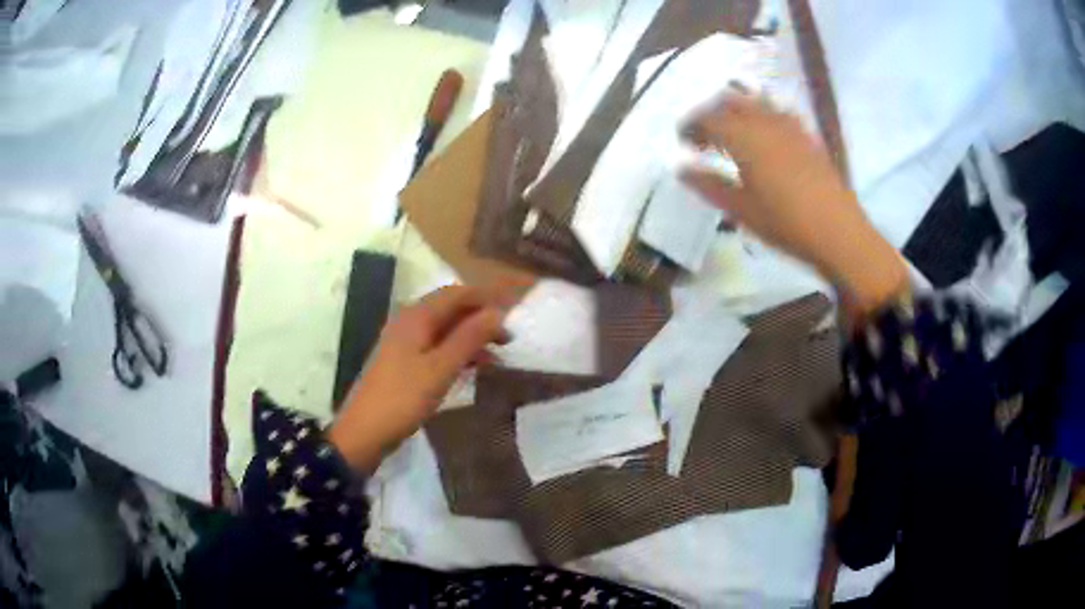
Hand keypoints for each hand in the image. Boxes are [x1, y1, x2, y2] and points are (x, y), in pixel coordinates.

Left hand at [328, 285, 512, 472]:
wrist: (364, 432)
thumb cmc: (404, 398)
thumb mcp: (441, 368)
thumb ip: (470, 337)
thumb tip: (498, 312)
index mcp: (416, 317)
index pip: (456, 293)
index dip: (485, 299)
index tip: (513, 312)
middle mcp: (408, 322)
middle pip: (449, 309)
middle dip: (479, 319)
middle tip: (508, 338)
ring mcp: (404, 343)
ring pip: (444, 330)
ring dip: (470, 338)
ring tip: (497, 356)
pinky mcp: (403, 363)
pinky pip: (435, 348)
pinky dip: (456, 353)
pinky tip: (471, 369)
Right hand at [680, 90, 908, 314]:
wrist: (838, 232)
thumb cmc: (785, 223)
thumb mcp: (741, 209)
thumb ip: (709, 185)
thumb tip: (682, 169)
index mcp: (743, 137)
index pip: (707, 119)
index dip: (690, 126)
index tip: (683, 141)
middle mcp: (764, 121)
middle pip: (729, 101)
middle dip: (711, 112)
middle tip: (703, 135)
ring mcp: (789, 125)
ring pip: (754, 101)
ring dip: (735, 109)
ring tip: (731, 131)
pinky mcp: (807, 135)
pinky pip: (777, 111)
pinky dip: (761, 114)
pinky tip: (763, 135)